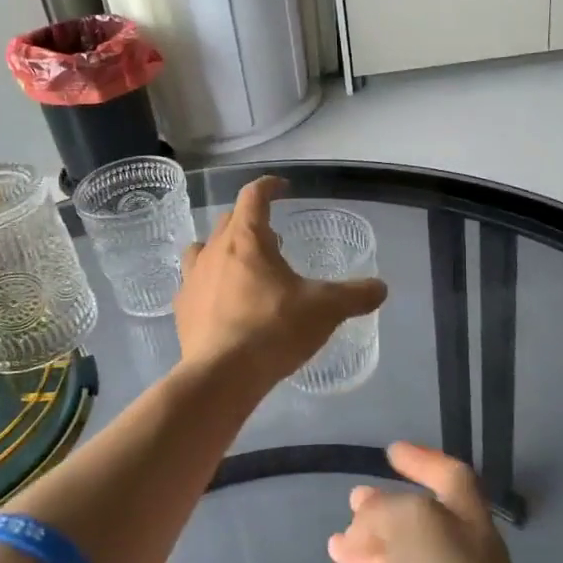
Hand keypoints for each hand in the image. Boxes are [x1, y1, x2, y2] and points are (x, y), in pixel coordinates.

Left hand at [173, 177, 386, 390]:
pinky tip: (223, 303)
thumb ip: (355, 295)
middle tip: (274, 242)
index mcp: (246, 239)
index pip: (254, 196)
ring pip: (204, 249)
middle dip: (251, 224)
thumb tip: (380, 288)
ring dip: (223, 250)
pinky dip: (209, 284)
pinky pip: (194, 283)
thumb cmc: (274, 329)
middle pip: (229, 222)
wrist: (222, 375)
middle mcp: (214, 250)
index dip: (269, 187)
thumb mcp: (325, 310)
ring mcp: (192, 279)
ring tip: (243, 269)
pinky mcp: (182, 308)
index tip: (282, 188)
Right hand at [326, 442, 544, 562]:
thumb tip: (363, 526)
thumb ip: (384, 511)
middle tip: (351, 503)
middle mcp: (461, 559)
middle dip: (386, 511)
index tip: (391, 452)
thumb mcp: (414, 523)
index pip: (450, 478)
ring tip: (333, 547)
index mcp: (467, 522)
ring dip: (369, 554)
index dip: (424, 461)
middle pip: (422, 525)